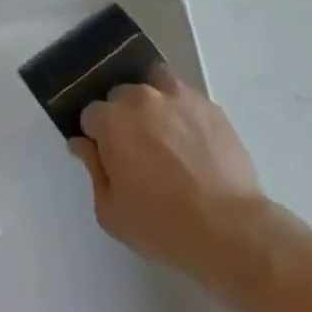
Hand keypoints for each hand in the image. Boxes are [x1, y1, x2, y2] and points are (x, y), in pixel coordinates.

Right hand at [71, 68, 263, 272]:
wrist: (229, 228)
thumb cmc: (163, 225)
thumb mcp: (112, 212)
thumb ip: (92, 169)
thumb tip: (81, 143)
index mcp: (113, 120)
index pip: (91, 114)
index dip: (96, 137)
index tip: (108, 158)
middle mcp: (141, 97)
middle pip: (120, 95)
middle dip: (122, 117)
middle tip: (136, 151)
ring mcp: (178, 96)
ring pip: (153, 82)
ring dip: (151, 102)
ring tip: (163, 134)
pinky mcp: (208, 104)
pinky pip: (184, 96)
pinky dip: (180, 109)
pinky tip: (190, 140)